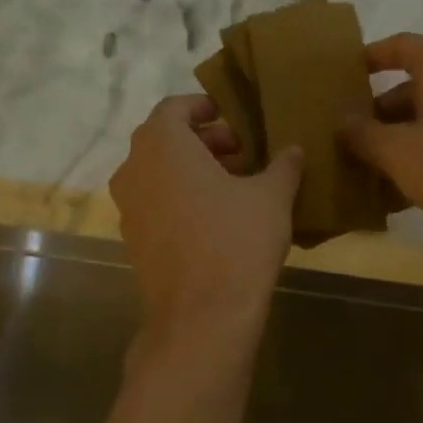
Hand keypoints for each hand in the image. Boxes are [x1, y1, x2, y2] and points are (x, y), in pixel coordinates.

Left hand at [110, 95, 302, 339]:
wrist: (202, 315)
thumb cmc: (237, 241)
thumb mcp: (272, 196)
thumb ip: (283, 165)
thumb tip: (294, 150)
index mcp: (162, 144)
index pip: (176, 107)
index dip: (205, 108)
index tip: (233, 118)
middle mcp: (134, 168)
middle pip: (166, 141)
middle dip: (205, 142)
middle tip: (243, 154)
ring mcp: (128, 207)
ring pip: (160, 173)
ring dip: (193, 172)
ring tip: (235, 186)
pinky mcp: (133, 240)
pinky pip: (156, 203)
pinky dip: (181, 199)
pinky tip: (216, 219)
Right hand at [337, 34, 422, 232]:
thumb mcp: (395, 151)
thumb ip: (363, 135)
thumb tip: (343, 124)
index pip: (402, 46)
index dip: (373, 56)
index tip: (348, 74)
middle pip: (415, 87)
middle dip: (381, 110)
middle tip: (352, 134)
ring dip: (400, 136)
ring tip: (370, 164)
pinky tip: (401, 188)